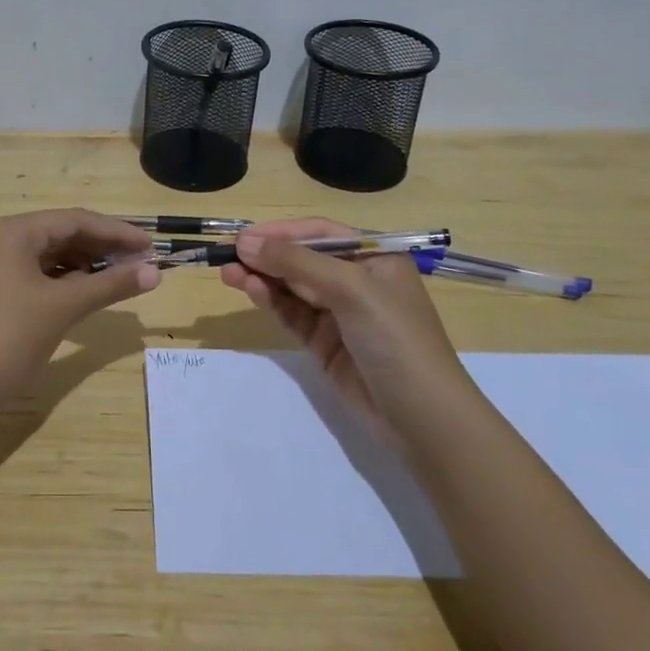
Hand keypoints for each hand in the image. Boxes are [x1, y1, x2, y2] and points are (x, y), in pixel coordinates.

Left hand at [0, 209, 160, 401]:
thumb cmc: (11, 338)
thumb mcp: (64, 307)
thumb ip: (111, 285)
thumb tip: (155, 272)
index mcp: (13, 231)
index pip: (74, 220)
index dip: (116, 231)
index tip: (150, 246)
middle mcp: (0, 238)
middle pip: (61, 233)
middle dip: (102, 247)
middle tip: (141, 262)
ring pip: (50, 254)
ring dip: (86, 264)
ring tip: (122, 276)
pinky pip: (37, 273)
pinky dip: (65, 280)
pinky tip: (89, 290)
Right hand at [218, 218, 467, 433]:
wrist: (422, 418)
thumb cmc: (395, 338)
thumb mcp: (351, 289)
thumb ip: (296, 263)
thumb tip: (245, 243)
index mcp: (375, 258)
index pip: (320, 234)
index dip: (281, 232)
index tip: (243, 237)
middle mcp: (357, 281)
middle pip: (302, 259)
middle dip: (267, 255)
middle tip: (227, 255)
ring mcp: (340, 314)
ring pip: (292, 287)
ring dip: (262, 278)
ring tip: (228, 273)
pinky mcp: (325, 343)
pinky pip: (292, 314)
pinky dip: (271, 302)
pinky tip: (251, 291)